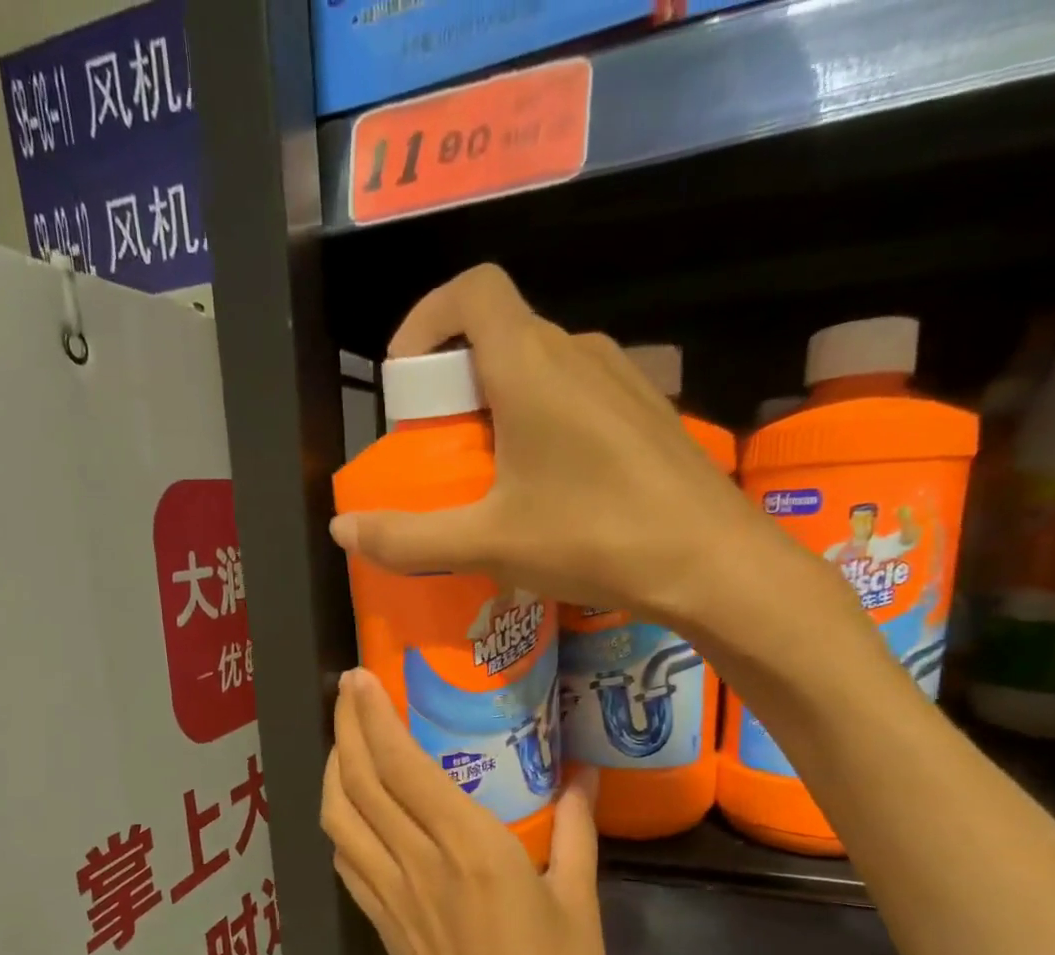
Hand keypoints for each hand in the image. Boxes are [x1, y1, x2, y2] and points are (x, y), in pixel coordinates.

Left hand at [321, 669, 614, 954]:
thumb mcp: (580, 902)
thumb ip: (577, 830)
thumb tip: (581, 775)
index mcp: (472, 851)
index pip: (402, 765)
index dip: (373, 715)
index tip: (361, 678)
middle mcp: (419, 865)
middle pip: (360, 781)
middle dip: (345, 727)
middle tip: (348, 692)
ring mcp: (391, 897)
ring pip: (338, 818)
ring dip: (333, 771)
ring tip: (346, 742)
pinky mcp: (381, 926)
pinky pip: (345, 858)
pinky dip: (339, 820)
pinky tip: (352, 808)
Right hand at [329, 265, 857, 675]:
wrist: (712, 563)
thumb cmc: (593, 537)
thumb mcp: (488, 542)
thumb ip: (409, 536)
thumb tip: (342, 531)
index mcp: (531, 364)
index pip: (471, 291)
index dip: (425, 318)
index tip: (403, 378)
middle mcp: (578, 352)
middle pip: (500, 335)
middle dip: (455, 382)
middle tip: (439, 450)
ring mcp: (621, 379)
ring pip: (540, 368)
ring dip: (500, 407)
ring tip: (488, 476)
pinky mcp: (646, 413)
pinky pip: (577, 396)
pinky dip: (542, 422)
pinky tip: (547, 488)